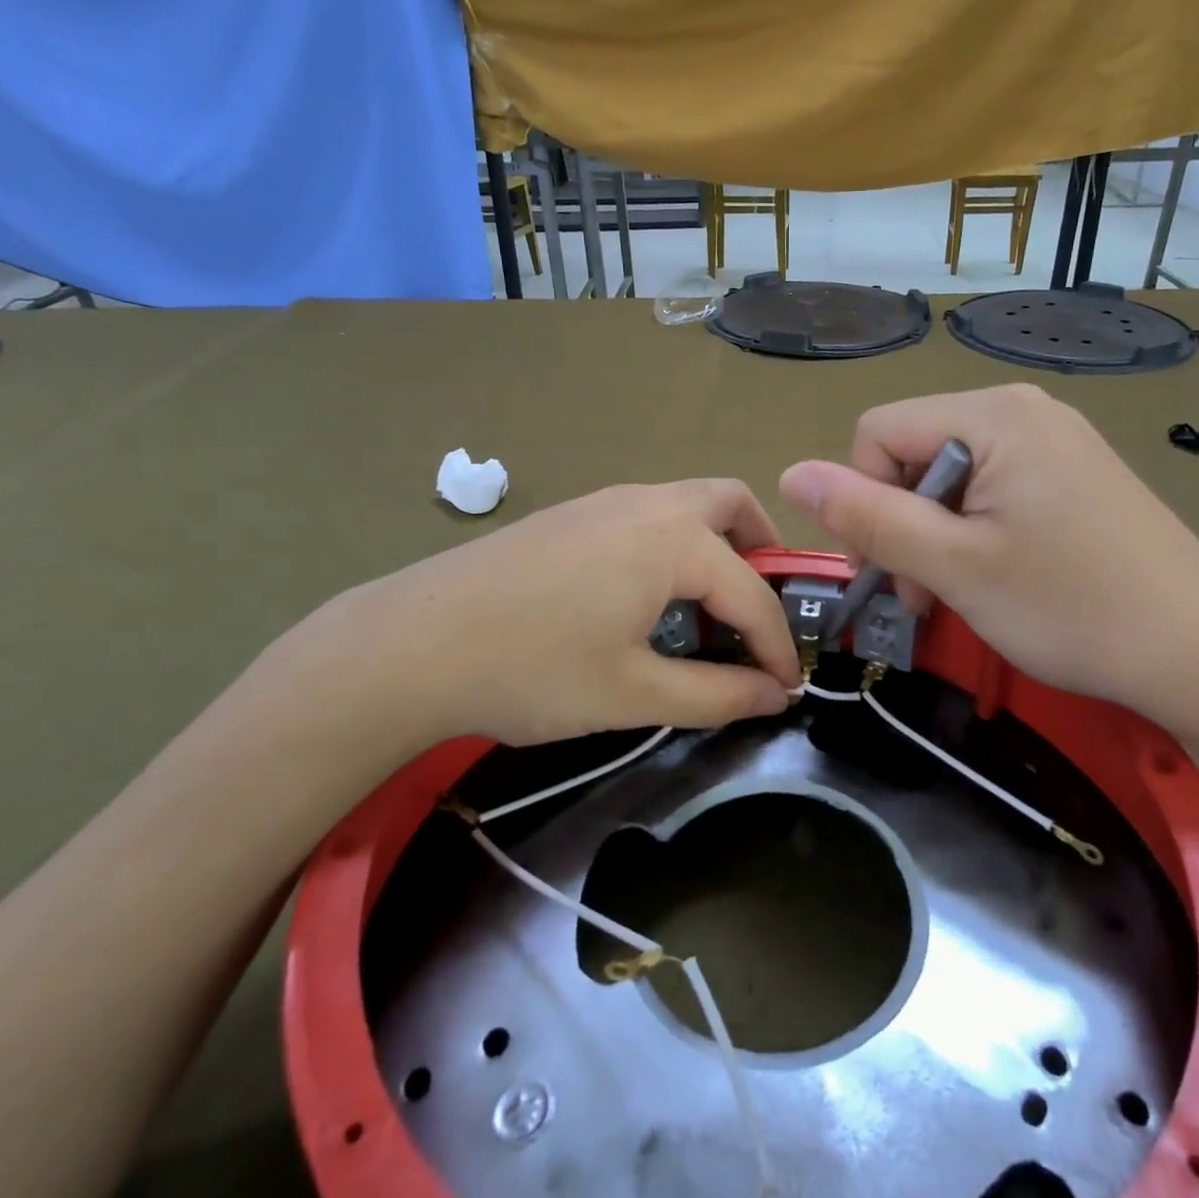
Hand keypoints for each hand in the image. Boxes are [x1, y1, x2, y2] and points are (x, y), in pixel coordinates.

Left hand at [242, 481, 800, 757]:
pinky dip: (672, 547)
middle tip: (760, 608)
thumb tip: (774, 696)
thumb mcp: (635, 694)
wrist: (412, 644)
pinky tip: (646, 599)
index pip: (751, 592)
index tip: (787, 687)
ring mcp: (603, 501)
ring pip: (685, 505)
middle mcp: (647, 503)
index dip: (777, 643)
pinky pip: (646, 518)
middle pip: (730, 504)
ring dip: (715, 548)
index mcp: (674, 539)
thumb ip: (717, 694)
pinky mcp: (570, 515)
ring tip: (708, 609)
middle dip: (761, 552)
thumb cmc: (534, 669)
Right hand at [779, 384, 1198, 735]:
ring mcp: (1054, 440)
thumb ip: (867, 516)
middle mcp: (1024, 409)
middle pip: (913, 451)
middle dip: (901, 521)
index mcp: (994, 415)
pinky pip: (993, 487)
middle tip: (924, 593)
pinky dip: (973, 531)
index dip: (863, 499)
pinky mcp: (1072, 473)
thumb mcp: (953, 565)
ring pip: (949, 475)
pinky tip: (997, 576)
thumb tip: (789, 474)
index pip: (878, 433)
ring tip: (960, 591)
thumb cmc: (1070, 607)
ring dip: (934, 534)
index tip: (889, 570)